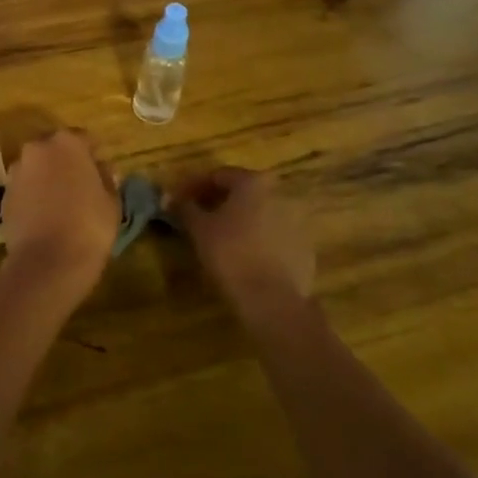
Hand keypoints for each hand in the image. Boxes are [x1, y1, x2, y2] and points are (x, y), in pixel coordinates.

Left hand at [0, 129, 119, 304]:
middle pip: (55, 149)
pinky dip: (33, 196)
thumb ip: (107, 178)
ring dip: (47, 178)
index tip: (102, 171)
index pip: (85, 139)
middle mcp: (37, 149)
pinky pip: (24, 188)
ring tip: (61, 203)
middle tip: (81, 185)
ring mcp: (16, 172)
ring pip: (37, 168)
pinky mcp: (4, 195)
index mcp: (67, 143)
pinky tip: (44, 217)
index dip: (94, 154)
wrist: (46, 263)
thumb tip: (103, 169)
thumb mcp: (112, 202)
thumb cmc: (89, 227)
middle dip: (67, 162)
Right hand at [173, 168, 313, 316]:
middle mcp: (280, 193)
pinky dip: (258, 238)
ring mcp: (298, 220)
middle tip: (197, 216)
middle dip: (218, 201)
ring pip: (260, 213)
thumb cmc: (231, 255)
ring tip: (219, 238)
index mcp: (254, 182)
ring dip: (240, 220)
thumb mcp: (199, 229)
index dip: (193, 187)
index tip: (178, 201)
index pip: (218, 175)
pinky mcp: (305, 246)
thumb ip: (185, 207)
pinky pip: (275, 234)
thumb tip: (171, 198)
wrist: (273, 301)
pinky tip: (244, 255)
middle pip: (242, 192)